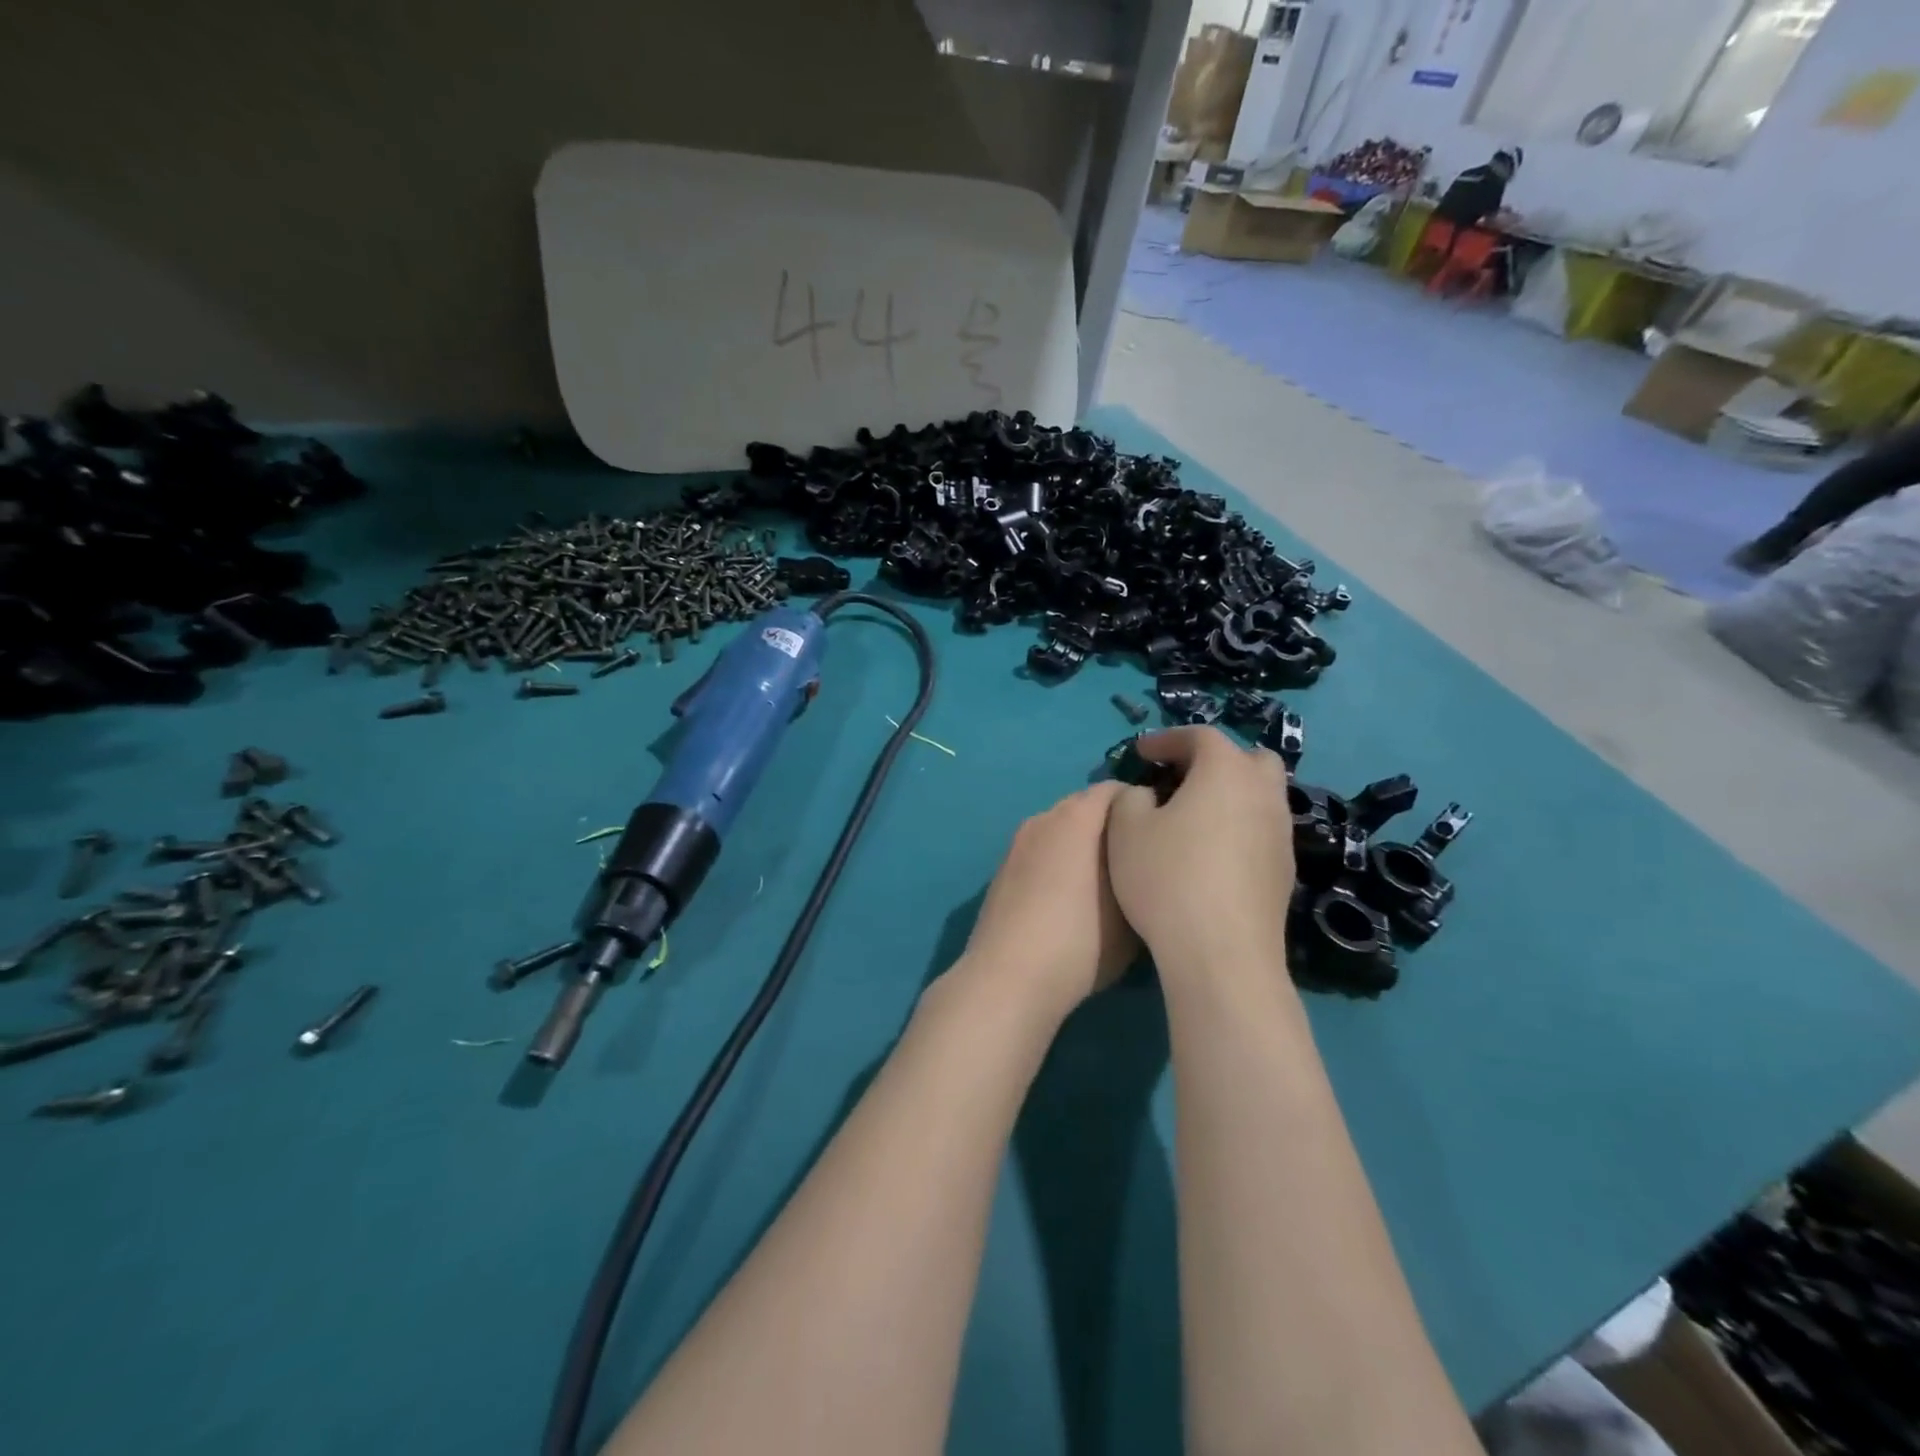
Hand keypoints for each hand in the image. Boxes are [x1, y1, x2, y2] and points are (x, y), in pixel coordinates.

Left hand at [954, 782, 1138, 1021]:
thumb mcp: (1132, 912)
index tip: (1159, 834)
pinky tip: (1067, 899)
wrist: (1008, 978)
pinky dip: (1056, 862)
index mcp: (1075, 818)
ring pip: (1058, 830)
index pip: (1114, 790)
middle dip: (1110, 825)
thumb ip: (1140, 874)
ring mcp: (1016, 844)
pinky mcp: (1001, 871)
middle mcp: (1042, 819)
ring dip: (1080, 844)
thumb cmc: (1081, 941)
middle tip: (1134, 859)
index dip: (1140, 806)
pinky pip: (1039, 853)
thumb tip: (1142, 861)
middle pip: (1083, 807)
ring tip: (1103, 881)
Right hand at [1106, 727, 1293, 978]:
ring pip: (1260, 795)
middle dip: (1214, 759)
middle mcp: (1263, 793)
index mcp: (1226, 771)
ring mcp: (1281, 833)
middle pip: (1248, 758)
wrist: (1222, 952)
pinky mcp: (1285, 870)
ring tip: (1193, 813)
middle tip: (1180, 776)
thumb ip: (1131, 797)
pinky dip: (1238, 825)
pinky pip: (1261, 829)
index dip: (1167, 739)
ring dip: (1229, 793)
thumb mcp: (1126, 828)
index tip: (1140, 753)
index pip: (1200, 736)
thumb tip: (1148, 795)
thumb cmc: (1168, 878)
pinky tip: (1211, 851)